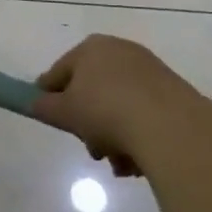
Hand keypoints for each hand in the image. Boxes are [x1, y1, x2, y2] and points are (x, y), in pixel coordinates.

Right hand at [29, 34, 211, 175]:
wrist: (172, 128)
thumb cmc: (106, 111)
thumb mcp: (62, 112)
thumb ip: (42, 106)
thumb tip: (35, 103)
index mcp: (91, 48)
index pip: (58, 73)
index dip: (50, 97)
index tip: (52, 120)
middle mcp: (121, 51)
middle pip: (92, 91)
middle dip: (88, 124)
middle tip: (90, 148)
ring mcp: (151, 72)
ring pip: (119, 107)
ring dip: (113, 136)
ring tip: (117, 163)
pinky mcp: (175, 93)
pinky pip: (144, 114)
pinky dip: (137, 135)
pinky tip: (138, 162)